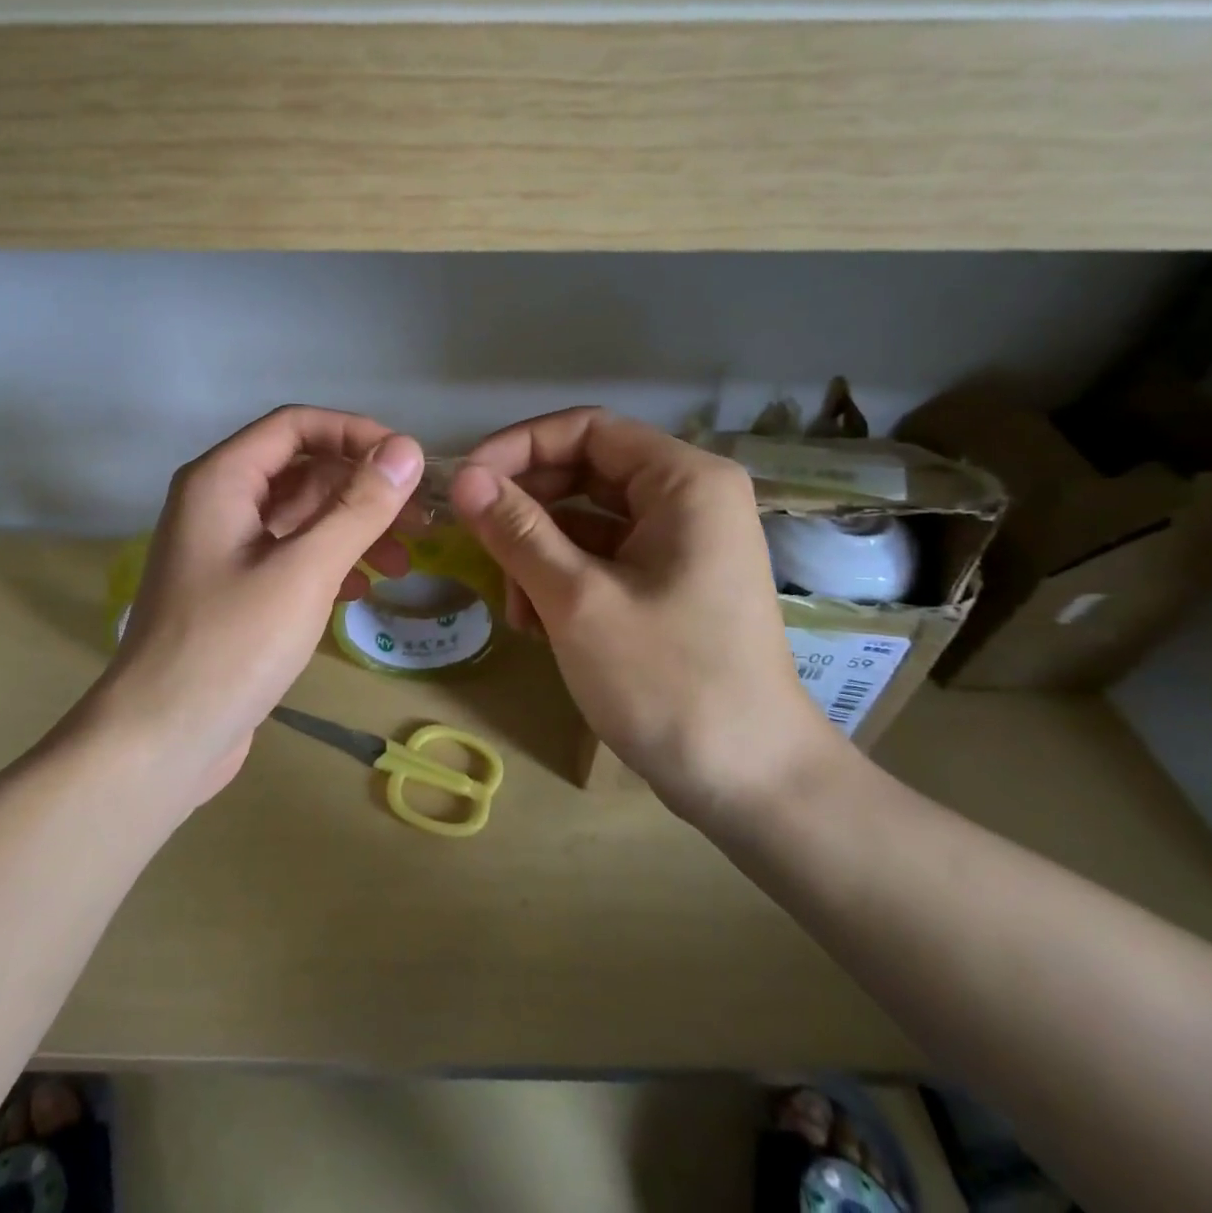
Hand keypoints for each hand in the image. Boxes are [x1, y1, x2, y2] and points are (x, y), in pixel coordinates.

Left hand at [95, 406, 424, 804]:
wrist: (161, 740)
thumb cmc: (231, 646)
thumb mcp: (305, 570)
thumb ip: (358, 507)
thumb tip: (406, 450)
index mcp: (221, 479)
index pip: (296, 425)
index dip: (356, 433)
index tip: (408, 464)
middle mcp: (217, 502)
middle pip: (302, 470)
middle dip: (362, 489)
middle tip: (420, 521)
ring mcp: (224, 549)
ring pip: (300, 516)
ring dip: (352, 530)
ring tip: (402, 564)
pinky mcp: (234, 590)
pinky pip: (290, 555)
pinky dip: (329, 563)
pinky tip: (361, 592)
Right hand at [451, 407, 842, 827]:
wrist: (749, 783)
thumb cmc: (667, 682)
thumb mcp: (578, 600)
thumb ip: (517, 530)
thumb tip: (463, 477)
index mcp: (685, 481)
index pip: (586, 429)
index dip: (518, 447)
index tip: (464, 484)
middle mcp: (688, 498)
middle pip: (584, 471)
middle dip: (525, 509)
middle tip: (475, 545)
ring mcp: (680, 542)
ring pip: (585, 518)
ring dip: (537, 553)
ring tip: (514, 608)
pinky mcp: (668, 581)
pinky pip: (601, 556)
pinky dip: (561, 579)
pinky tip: (537, 624)